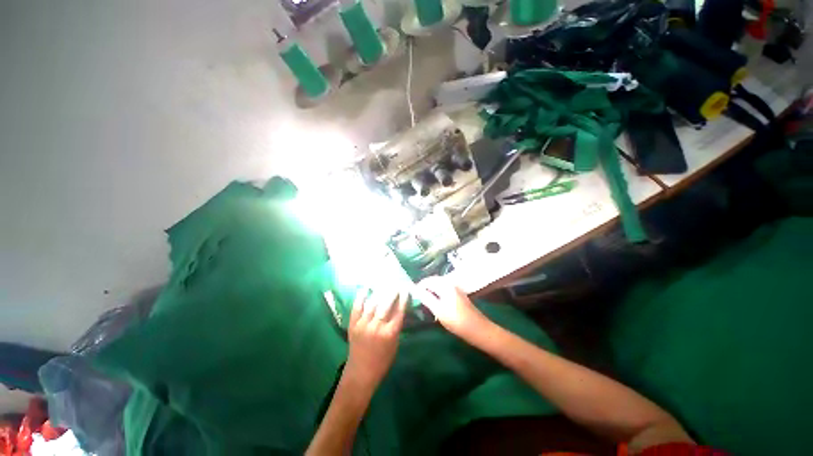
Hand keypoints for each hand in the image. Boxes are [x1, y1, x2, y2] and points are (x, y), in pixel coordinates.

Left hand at [344, 288, 406, 391]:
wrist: (361, 373)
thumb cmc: (382, 361)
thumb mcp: (395, 344)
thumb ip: (396, 327)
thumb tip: (399, 309)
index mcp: (390, 333)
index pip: (399, 311)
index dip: (403, 299)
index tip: (405, 289)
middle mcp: (377, 327)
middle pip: (386, 304)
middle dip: (392, 292)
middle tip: (396, 285)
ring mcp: (363, 325)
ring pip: (373, 303)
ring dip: (379, 292)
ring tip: (384, 284)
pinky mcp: (353, 325)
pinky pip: (357, 307)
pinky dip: (361, 297)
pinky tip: (366, 289)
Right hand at [413, 276, 487, 337]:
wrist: (478, 329)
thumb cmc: (456, 320)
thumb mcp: (438, 310)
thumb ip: (426, 298)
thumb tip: (415, 290)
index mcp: (445, 285)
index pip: (428, 280)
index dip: (419, 286)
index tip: (412, 295)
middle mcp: (450, 283)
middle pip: (434, 281)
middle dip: (424, 288)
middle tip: (417, 298)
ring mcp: (455, 289)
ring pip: (439, 286)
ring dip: (430, 291)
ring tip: (424, 301)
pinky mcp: (458, 295)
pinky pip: (444, 290)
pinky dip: (437, 294)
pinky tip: (435, 303)